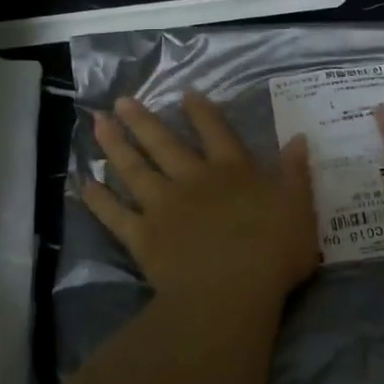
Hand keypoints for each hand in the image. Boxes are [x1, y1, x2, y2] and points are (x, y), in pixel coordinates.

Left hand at [83, 92, 317, 307]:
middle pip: (164, 143)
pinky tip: (85, 185)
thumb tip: (298, 137)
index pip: (216, 132)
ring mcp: (163, 205)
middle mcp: (193, 179)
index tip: (184, 92)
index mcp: (232, 171)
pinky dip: (99, 200)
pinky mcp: (143, 236)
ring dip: (115, 146)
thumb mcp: (298, 207)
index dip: (201, 111)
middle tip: (121, 101)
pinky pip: (115, 215)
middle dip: (143, 120)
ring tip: (98, 124)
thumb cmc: (272, 251)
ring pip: (135, 169)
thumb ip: (295, 172)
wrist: (230, 291)